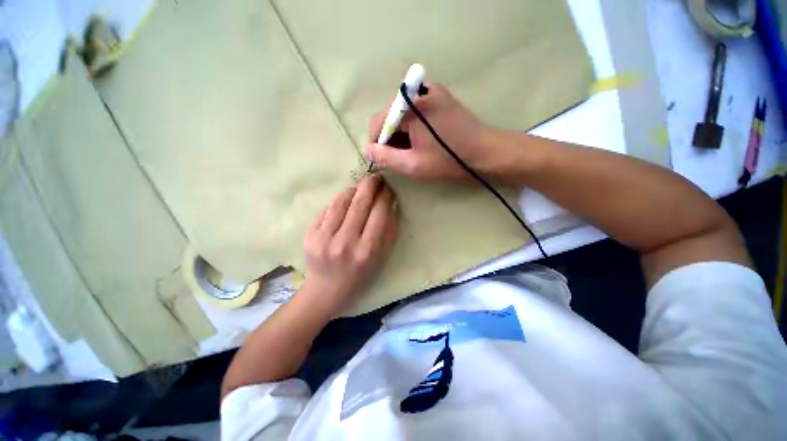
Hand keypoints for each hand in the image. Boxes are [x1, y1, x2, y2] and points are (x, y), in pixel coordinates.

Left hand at [301, 174, 397, 313]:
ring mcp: (324, 238)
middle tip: (376, 176)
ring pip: (341, 202)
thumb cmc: (360, 276)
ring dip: (353, 190)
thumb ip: (389, 232)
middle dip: (370, 185)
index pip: (379, 213)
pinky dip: (339, 202)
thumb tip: (390, 204)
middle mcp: (346, 242)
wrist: (326, 291)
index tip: (389, 187)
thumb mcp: (381, 258)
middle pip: (360, 203)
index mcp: (367, 250)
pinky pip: (327, 210)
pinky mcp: (310, 236)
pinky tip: (345, 201)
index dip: (385, 196)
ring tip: (360, 187)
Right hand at [364, 83, 495, 179]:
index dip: (377, 142)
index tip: (382, 158)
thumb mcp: (413, 165)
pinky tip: (422, 138)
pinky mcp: (439, 95)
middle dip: (390, 137)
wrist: (484, 151)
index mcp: (410, 106)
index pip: (379, 121)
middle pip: (390, 115)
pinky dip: (412, 125)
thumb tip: (367, 150)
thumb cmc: (448, 159)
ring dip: (401, 132)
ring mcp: (430, 90)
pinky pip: (415, 109)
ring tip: (412, 150)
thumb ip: (386, 158)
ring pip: (402, 113)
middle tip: (400, 156)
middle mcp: (418, 91)